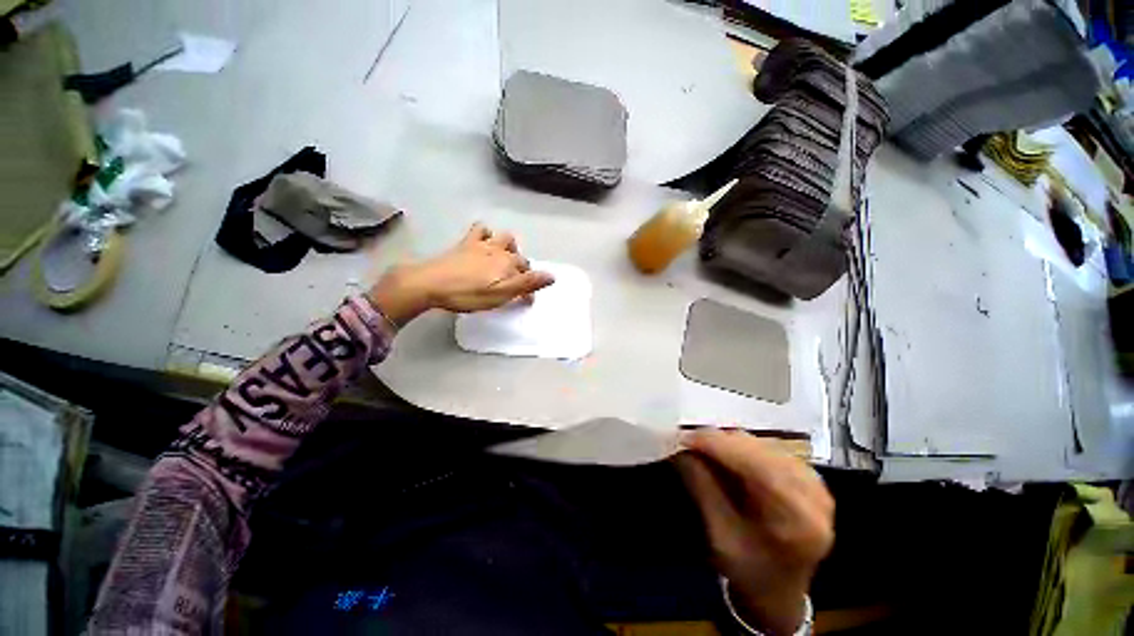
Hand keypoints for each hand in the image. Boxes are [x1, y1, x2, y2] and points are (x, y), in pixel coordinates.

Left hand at [367, 223, 554, 325]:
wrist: (431, 283)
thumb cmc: (469, 294)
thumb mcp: (501, 294)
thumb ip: (527, 284)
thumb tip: (552, 276)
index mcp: (509, 264)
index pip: (528, 274)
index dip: (529, 287)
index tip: (525, 300)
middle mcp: (500, 251)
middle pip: (519, 256)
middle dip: (522, 268)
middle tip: (515, 283)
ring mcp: (482, 245)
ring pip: (504, 238)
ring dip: (509, 247)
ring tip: (505, 259)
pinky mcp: (466, 243)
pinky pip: (480, 230)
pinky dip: (486, 234)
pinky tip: (484, 241)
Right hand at [675, 429, 833, 635]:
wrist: (780, 589)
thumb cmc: (750, 572)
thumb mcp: (720, 537)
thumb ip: (702, 488)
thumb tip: (679, 448)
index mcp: (800, 519)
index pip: (756, 466)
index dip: (717, 446)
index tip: (683, 438)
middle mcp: (814, 493)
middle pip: (759, 449)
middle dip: (717, 441)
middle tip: (686, 442)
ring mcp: (813, 480)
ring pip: (760, 442)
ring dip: (726, 442)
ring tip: (699, 448)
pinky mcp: (804, 472)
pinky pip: (764, 446)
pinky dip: (737, 446)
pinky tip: (721, 453)